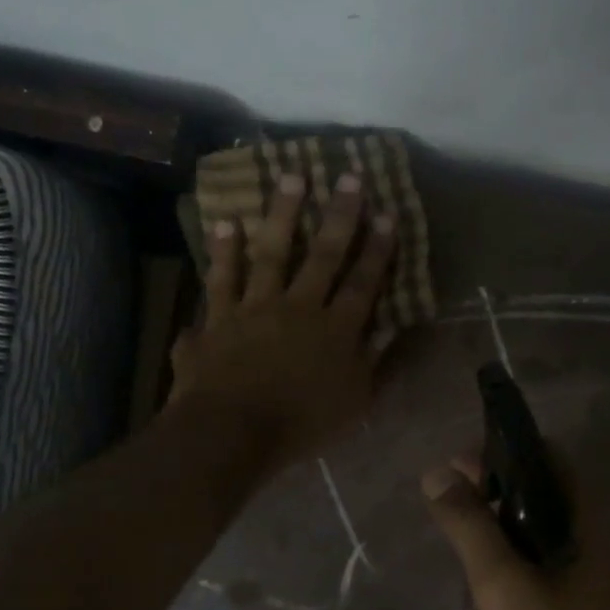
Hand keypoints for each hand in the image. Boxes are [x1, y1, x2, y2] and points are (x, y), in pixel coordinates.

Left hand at [168, 171, 395, 471]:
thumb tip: (392, 327)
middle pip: (322, 256)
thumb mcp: (353, 403)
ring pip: (271, 253)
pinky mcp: (218, 318)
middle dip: (340, 215)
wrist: (231, 433)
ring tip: (290, 177)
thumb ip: (373, 362)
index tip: (387, 214)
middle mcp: (298, 308)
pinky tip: (225, 222)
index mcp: (335, 331)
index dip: (378, 249)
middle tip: (349, 176)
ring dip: (282, 214)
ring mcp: (254, 308)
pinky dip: (223, 252)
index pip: (363, 283)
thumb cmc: (299, 425)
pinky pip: (220, 278)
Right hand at [422, 459, 609, 609]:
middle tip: (447, 512)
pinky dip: (510, 580)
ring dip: (497, 542)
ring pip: (539, 542)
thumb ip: (470, 527)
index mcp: (590, 525)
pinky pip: (543, 578)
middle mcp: (601, 544)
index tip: (455, 471)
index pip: (546, 459)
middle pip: (540, 499)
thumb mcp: (503, 589)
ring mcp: (598, 583)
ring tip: (456, 558)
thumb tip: (437, 472)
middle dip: (490, 500)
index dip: (498, 455)